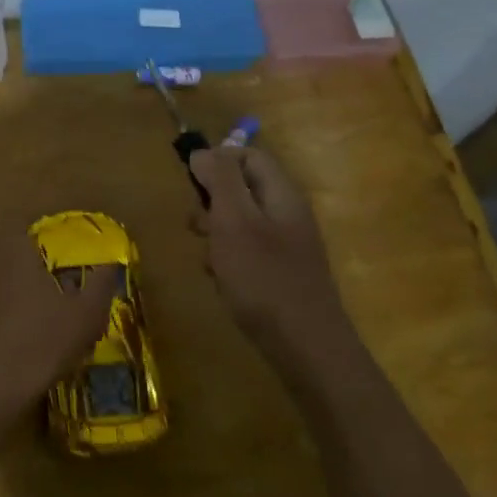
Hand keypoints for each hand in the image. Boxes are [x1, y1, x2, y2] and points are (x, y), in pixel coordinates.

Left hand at [0, 226, 115, 433]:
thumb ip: (101, 285)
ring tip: (8, 313)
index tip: (47, 270)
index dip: (36, 250)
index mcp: (11, 243)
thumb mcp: (85, 317)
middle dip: (8, 261)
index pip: (23, 231)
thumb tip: (111, 265)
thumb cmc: (38, 343)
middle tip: (29, 290)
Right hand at [189, 145, 354, 361]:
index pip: (248, 155)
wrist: (305, 345)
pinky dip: (227, 258)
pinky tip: (221, 279)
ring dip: (215, 233)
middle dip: (211, 201)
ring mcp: (285, 244)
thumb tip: (203, 151)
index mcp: (281, 194)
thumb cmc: (263, 278)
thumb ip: (219, 181)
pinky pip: (246, 250)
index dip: (217, 161)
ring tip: (208, 258)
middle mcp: (286, 213)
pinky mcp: (279, 271)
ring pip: (239, 221)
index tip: (191, 184)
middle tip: (197, 226)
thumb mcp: (234, 221)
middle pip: (242, 187)